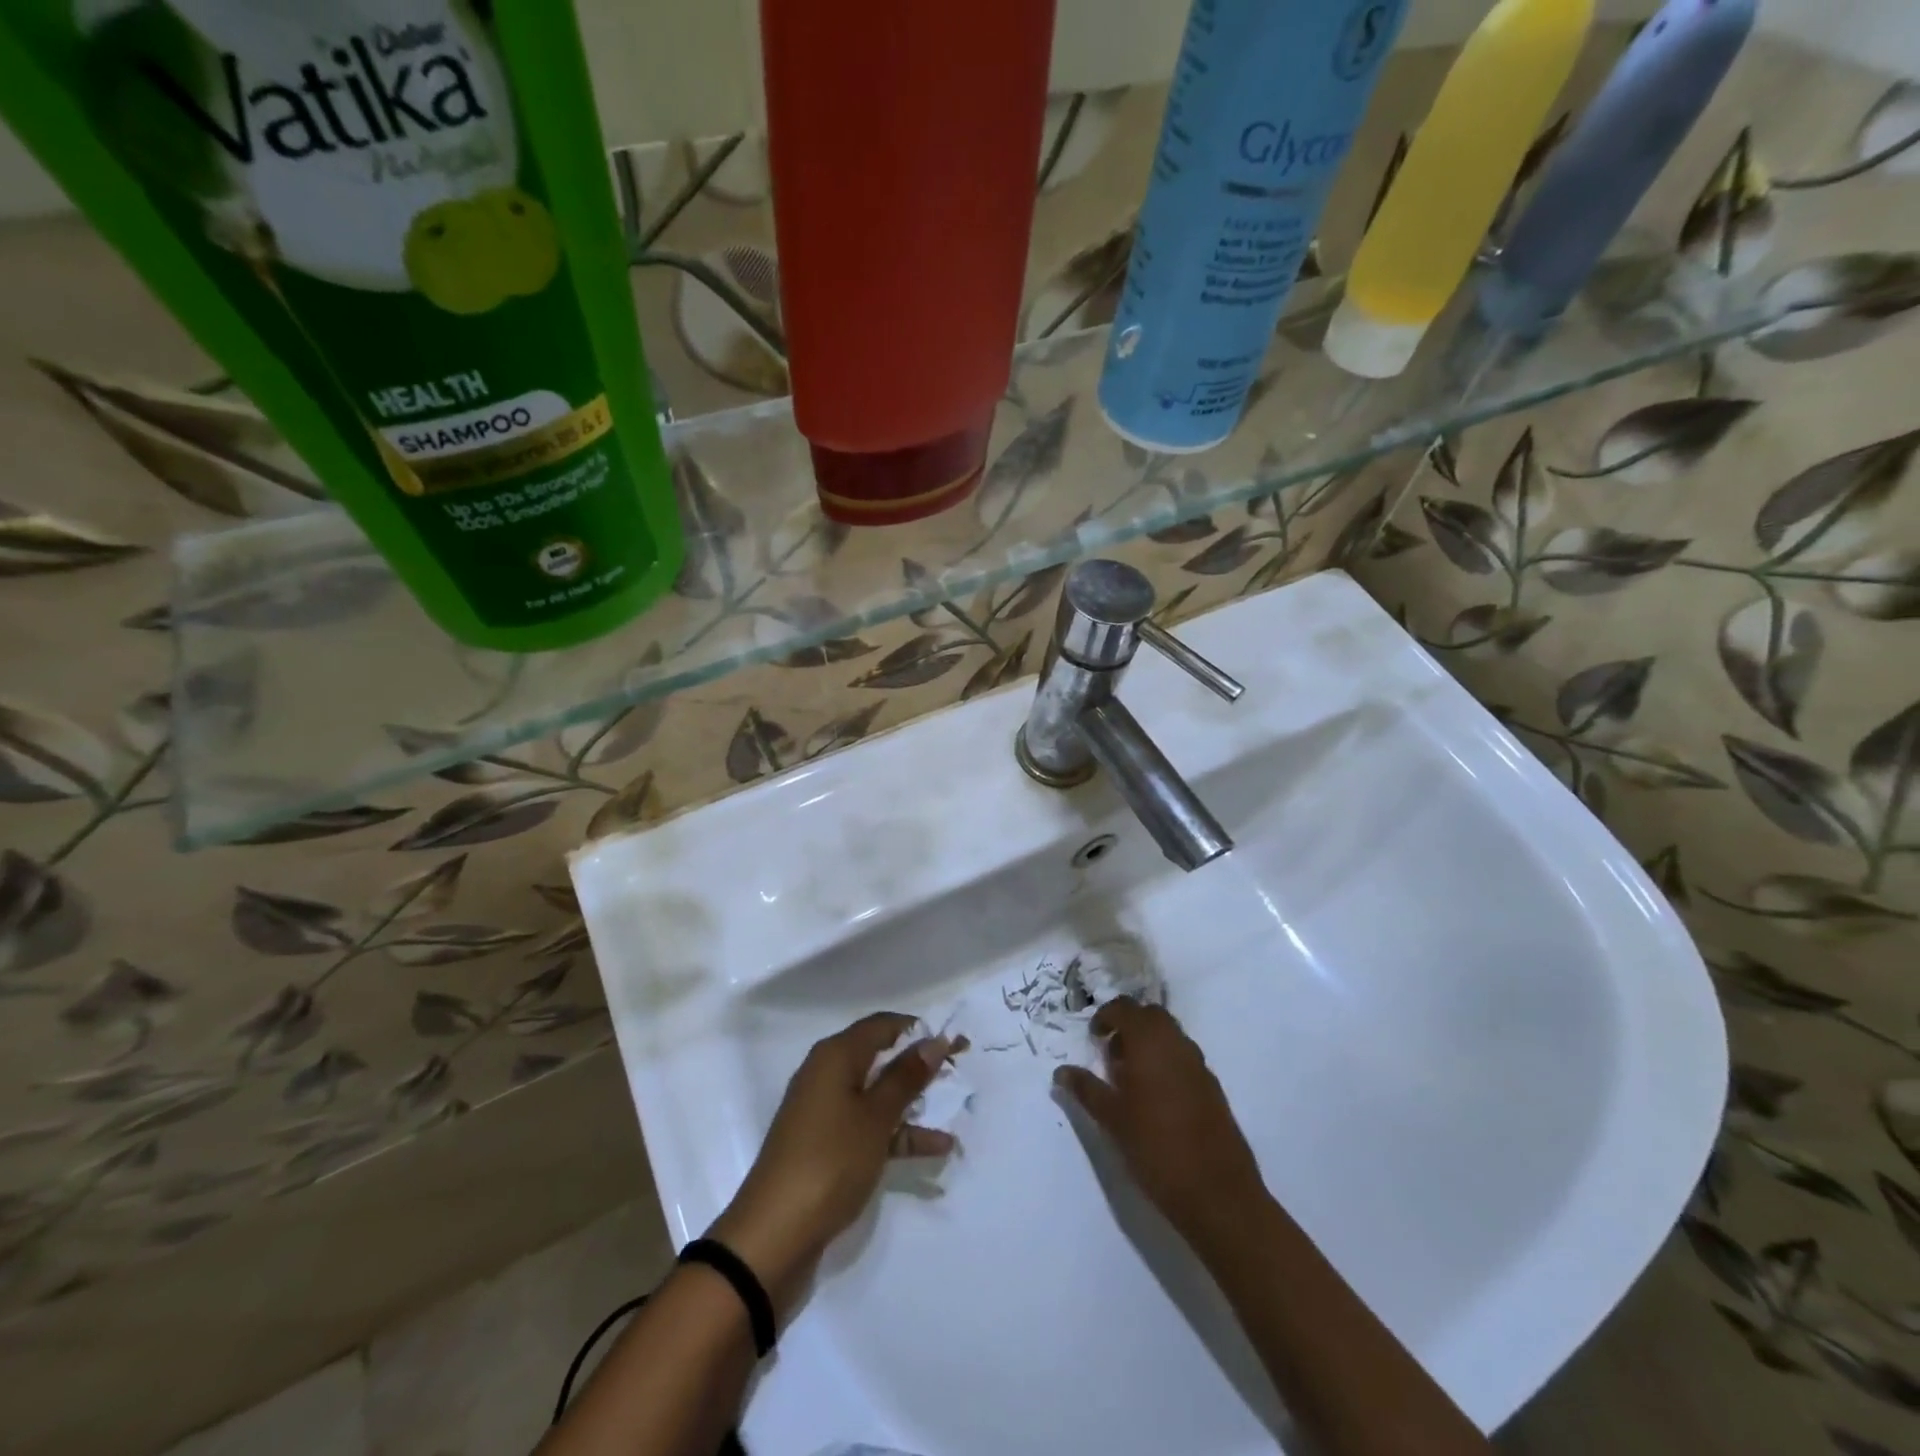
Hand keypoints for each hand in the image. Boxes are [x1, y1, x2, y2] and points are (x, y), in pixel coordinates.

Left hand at [711, 1013, 959, 1309]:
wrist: (773, 1237)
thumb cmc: (829, 1161)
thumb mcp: (875, 1117)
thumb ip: (906, 1077)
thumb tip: (934, 1039)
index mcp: (834, 1056)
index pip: (883, 1026)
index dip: (920, 1029)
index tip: (956, 1040)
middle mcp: (827, 1075)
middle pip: (880, 1057)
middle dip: (920, 1063)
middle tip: (961, 1068)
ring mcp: (826, 1113)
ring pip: (877, 1095)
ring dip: (914, 1102)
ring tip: (956, 1108)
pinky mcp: (827, 1146)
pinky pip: (870, 1127)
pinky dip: (898, 1134)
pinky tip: (936, 1148)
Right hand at [1054, 996, 1268, 1244]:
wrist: (1217, 1193)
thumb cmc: (1155, 1148)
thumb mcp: (1112, 1119)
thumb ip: (1086, 1089)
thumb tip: (1061, 1071)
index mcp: (1150, 1042)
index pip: (1125, 1008)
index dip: (1106, 1016)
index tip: (1094, 1037)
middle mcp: (1177, 1043)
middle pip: (1151, 1015)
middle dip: (1129, 1025)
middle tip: (1111, 1053)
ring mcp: (1199, 1065)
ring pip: (1170, 1035)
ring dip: (1149, 1043)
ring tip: (1130, 1077)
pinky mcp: (1213, 1088)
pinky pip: (1184, 1058)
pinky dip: (1166, 1062)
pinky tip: (1156, 1097)